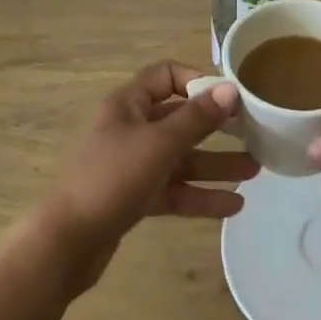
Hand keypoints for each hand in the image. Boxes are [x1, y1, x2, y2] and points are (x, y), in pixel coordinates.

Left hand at [40, 62, 258, 292]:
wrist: (65, 244)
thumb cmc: (112, 179)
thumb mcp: (160, 144)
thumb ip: (197, 118)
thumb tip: (231, 89)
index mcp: (128, 104)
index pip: (166, 75)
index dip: (197, 81)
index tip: (228, 98)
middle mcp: (130, 129)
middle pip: (179, 119)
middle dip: (216, 128)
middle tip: (254, 134)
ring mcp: (132, 165)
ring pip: (180, 158)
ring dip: (215, 164)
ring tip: (255, 171)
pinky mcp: (134, 199)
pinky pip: (174, 190)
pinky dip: (200, 195)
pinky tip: (233, 205)